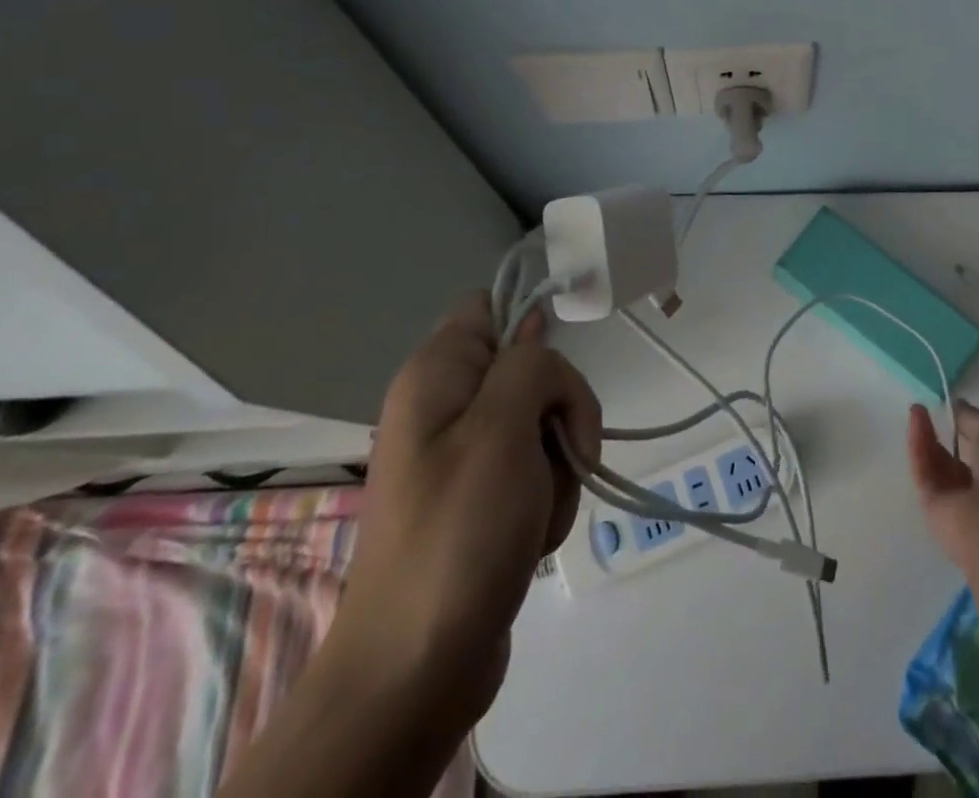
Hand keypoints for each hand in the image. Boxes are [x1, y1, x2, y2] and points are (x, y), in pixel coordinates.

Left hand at [331, 291, 602, 723]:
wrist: (416, 672)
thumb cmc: (459, 533)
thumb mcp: (503, 430)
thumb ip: (528, 364)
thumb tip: (534, 325)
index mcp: (437, 376)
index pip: (490, 307)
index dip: (531, 324)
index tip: (556, 371)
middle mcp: (446, 407)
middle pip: (531, 369)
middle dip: (560, 412)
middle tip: (562, 453)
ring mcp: (464, 456)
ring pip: (543, 424)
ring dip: (559, 463)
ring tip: (535, 511)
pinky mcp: (482, 499)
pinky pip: (536, 471)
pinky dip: (548, 498)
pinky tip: (532, 534)